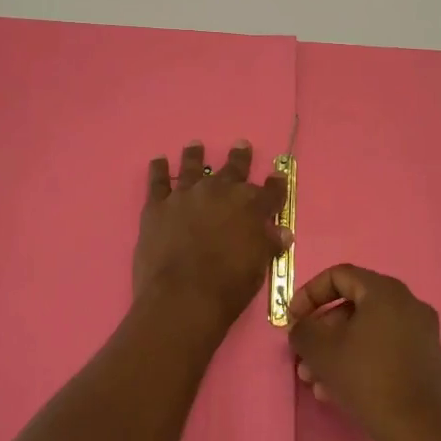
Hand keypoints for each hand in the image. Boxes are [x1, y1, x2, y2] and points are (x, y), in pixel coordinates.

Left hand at [133, 140, 290, 333]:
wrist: (182, 297)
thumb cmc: (228, 287)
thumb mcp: (258, 268)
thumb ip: (269, 244)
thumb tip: (282, 232)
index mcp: (250, 207)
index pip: (270, 191)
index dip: (276, 184)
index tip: (277, 176)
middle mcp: (220, 192)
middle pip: (233, 169)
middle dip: (239, 157)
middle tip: (241, 144)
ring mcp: (186, 195)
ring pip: (193, 166)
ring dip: (195, 155)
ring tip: (195, 145)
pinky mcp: (157, 205)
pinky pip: (158, 181)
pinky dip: (158, 169)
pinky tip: (158, 160)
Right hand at [288, 264, 440, 440]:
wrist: (416, 432)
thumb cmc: (365, 378)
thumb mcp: (320, 350)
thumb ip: (302, 329)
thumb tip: (301, 325)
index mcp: (385, 291)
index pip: (339, 276)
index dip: (309, 294)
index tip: (293, 320)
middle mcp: (408, 304)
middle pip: (353, 306)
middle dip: (322, 331)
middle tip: (303, 356)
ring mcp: (421, 333)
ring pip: (367, 332)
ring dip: (337, 351)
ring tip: (316, 382)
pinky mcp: (426, 360)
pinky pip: (385, 349)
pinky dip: (360, 360)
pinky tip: (338, 391)